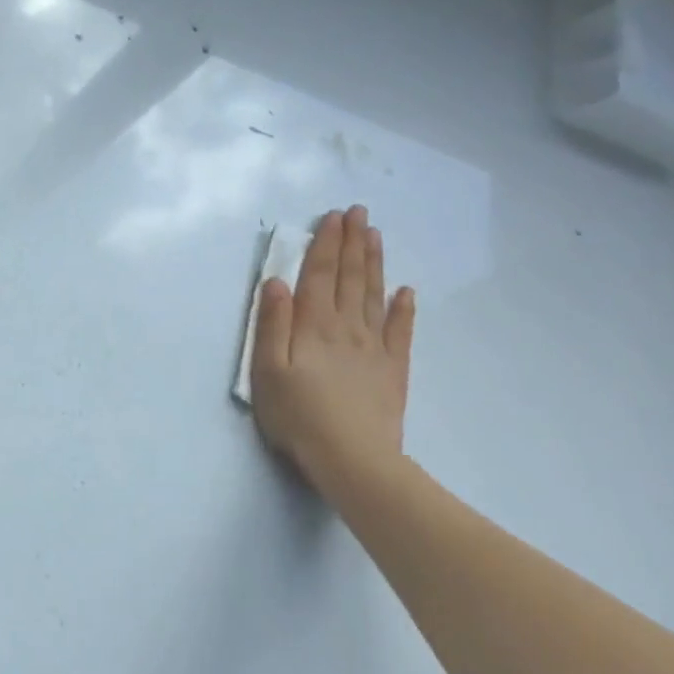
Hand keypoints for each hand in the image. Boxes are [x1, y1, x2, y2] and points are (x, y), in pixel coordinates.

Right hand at [251, 205, 414, 499]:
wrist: (353, 461)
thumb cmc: (298, 415)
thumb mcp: (267, 369)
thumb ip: (272, 323)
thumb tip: (276, 281)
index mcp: (313, 325)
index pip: (320, 274)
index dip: (326, 244)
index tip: (333, 217)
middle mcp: (346, 327)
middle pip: (350, 277)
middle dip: (352, 242)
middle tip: (359, 212)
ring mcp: (374, 348)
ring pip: (374, 296)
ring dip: (374, 263)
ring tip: (375, 236)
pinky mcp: (392, 371)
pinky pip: (400, 332)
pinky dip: (403, 309)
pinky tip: (406, 291)